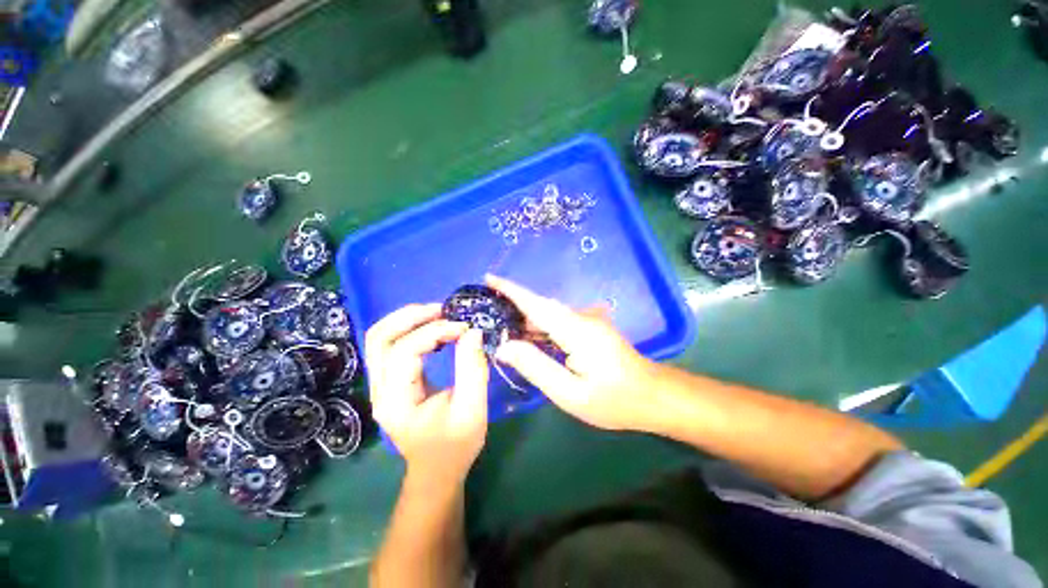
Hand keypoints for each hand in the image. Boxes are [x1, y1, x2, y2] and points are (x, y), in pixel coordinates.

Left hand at [366, 304, 489, 486]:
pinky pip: (390, 346)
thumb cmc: (455, 446)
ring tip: (438, 314)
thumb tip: (473, 332)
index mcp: (396, 401)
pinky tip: (433, 330)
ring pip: (379, 339)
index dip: (435, 332)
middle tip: (443, 309)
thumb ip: (473, 369)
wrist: (436, 471)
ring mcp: (380, 385)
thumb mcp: (472, 410)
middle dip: (410, 316)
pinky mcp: (389, 381)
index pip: (405, 351)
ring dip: (407, 320)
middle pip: (379, 338)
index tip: (464, 328)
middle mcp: (379, 390)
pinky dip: (409, 330)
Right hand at [487, 275, 657, 431]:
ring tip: (500, 326)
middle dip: (513, 304)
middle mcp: (581, 318)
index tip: (488, 277)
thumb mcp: (570, 393)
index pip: (536, 304)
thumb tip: (504, 347)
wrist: (653, 395)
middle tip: (487, 311)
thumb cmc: (613, 400)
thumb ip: (536, 367)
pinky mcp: (590, 328)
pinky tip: (528, 337)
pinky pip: (558, 321)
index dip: (511, 290)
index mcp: (575, 330)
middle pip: (541, 306)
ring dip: (525, 317)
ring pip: (549, 314)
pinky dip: (539, 326)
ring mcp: (587, 321)